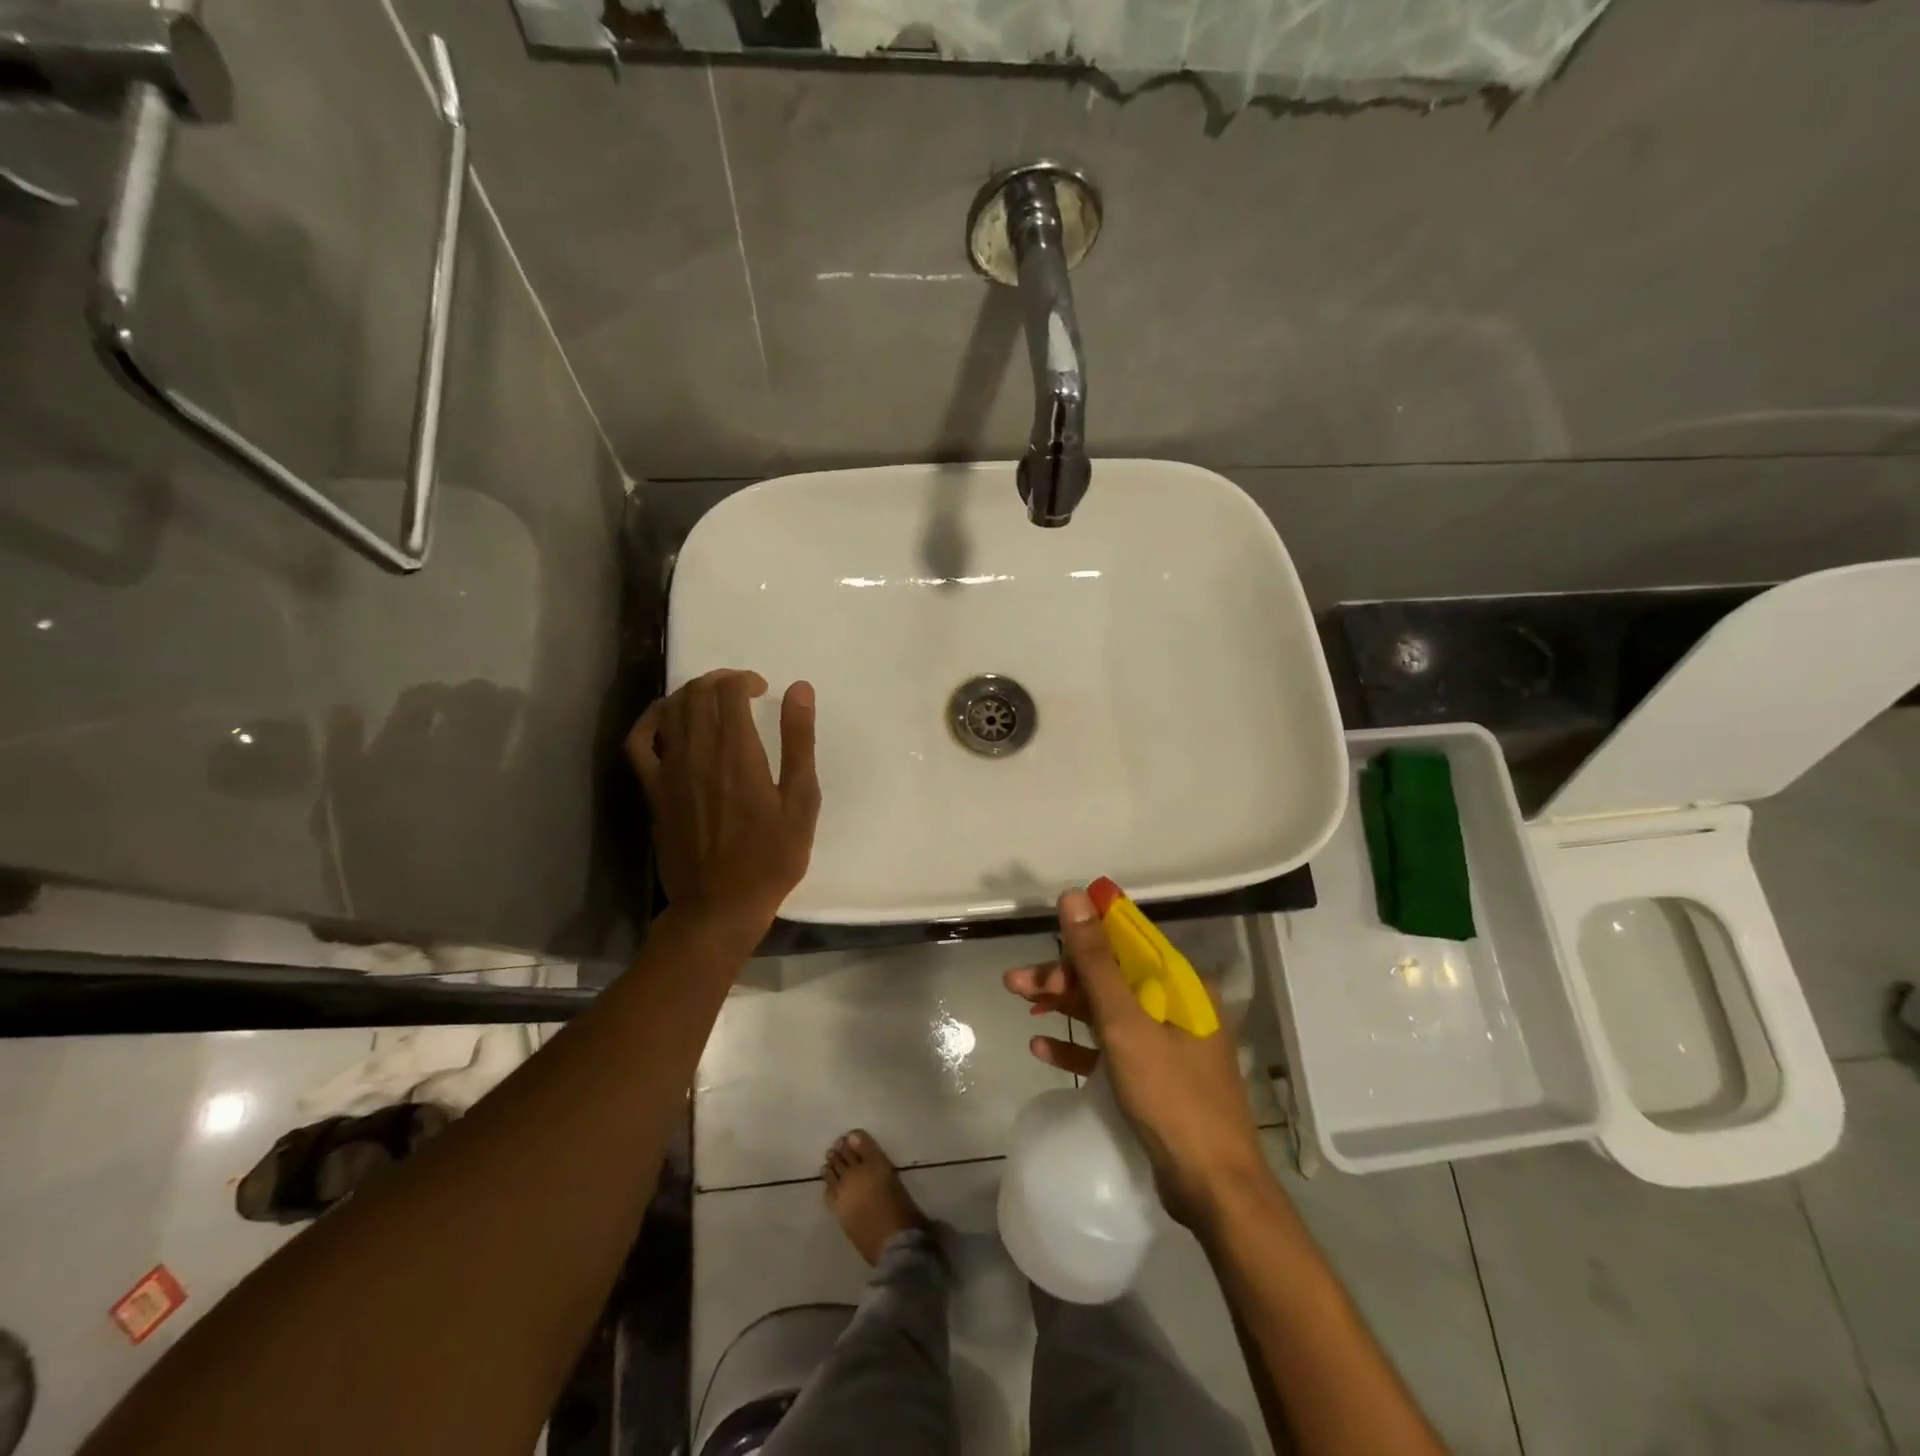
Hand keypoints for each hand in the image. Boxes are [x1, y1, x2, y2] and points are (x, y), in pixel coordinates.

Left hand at [625, 670, 820, 933]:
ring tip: (713, 701)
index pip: (728, 691)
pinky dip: (651, 719)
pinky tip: (666, 716)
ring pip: (671, 710)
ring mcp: (668, 771)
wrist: (720, 906)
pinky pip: (639, 741)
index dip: (744, 680)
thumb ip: (799, 743)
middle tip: (741, 692)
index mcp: (737, 754)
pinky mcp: (652, 790)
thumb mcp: (801, 802)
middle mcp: (697, 753)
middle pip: (697, 694)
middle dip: (720, 681)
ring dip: (692, 694)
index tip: (762, 690)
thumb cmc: (771, 858)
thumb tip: (799, 690)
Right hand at [1005, 889, 1273, 1228]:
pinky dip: (1078, 1045)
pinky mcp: (1153, 1077)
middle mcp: (1177, 1006)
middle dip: (1063, 976)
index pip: (1128, 941)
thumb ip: (1097, 962)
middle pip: (1111, 976)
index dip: (1086, 933)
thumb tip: (1075, 897)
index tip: (1046, 932)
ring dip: (1064, 1005)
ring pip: (1106, 1010)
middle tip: (1016, 982)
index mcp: (1181, 985)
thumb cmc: (1172, 1097)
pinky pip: (1109, 1049)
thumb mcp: (1126, 1024)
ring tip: (1020, 1003)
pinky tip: (1042, 1046)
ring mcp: (1166, 1043)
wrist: (1214, 1191)